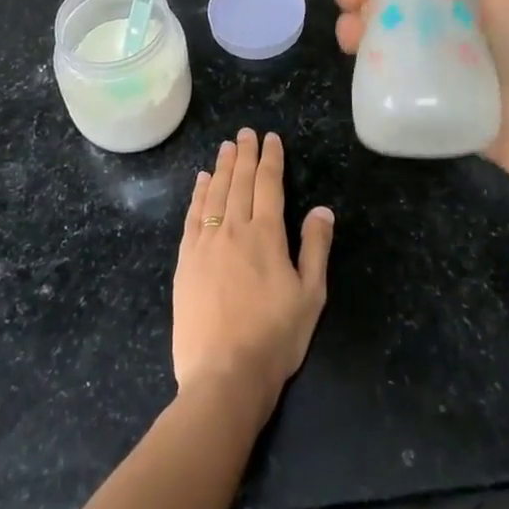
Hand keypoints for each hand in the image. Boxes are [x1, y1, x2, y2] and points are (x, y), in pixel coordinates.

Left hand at [173, 128, 333, 405]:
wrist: (224, 376)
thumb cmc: (275, 337)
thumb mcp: (310, 295)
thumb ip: (315, 248)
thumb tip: (322, 209)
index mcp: (267, 235)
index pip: (269, 184)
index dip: (271, 158)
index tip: (271, 138)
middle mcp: (234, 229)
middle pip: (240, 182)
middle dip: (245, 154)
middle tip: (246, 132)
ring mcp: (206, 243)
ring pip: (215, 193)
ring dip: (222, 167)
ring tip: (226, 147)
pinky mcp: (186, 261)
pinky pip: (193, 216)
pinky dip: (198, 194)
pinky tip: (201, 181)